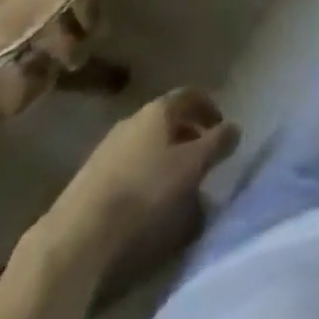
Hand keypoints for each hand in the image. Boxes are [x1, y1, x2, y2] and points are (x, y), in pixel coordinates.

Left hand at [39, 89, 241, 274]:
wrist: (83, 224)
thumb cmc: (145, 186)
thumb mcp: (191, 165)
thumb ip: (217, 143)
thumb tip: (236, 127)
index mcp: (159, 109)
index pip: (189, 94)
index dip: (208, 106)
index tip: (220, 124)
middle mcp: (135, 116)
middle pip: (168, 116)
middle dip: (188, 130)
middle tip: (202, 151)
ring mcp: (111, 141)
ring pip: (148, 137)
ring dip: (166, 149)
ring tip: (177, 175)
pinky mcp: (94, 169)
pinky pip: (130, 157)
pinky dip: (146, 165)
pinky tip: (148, 190)